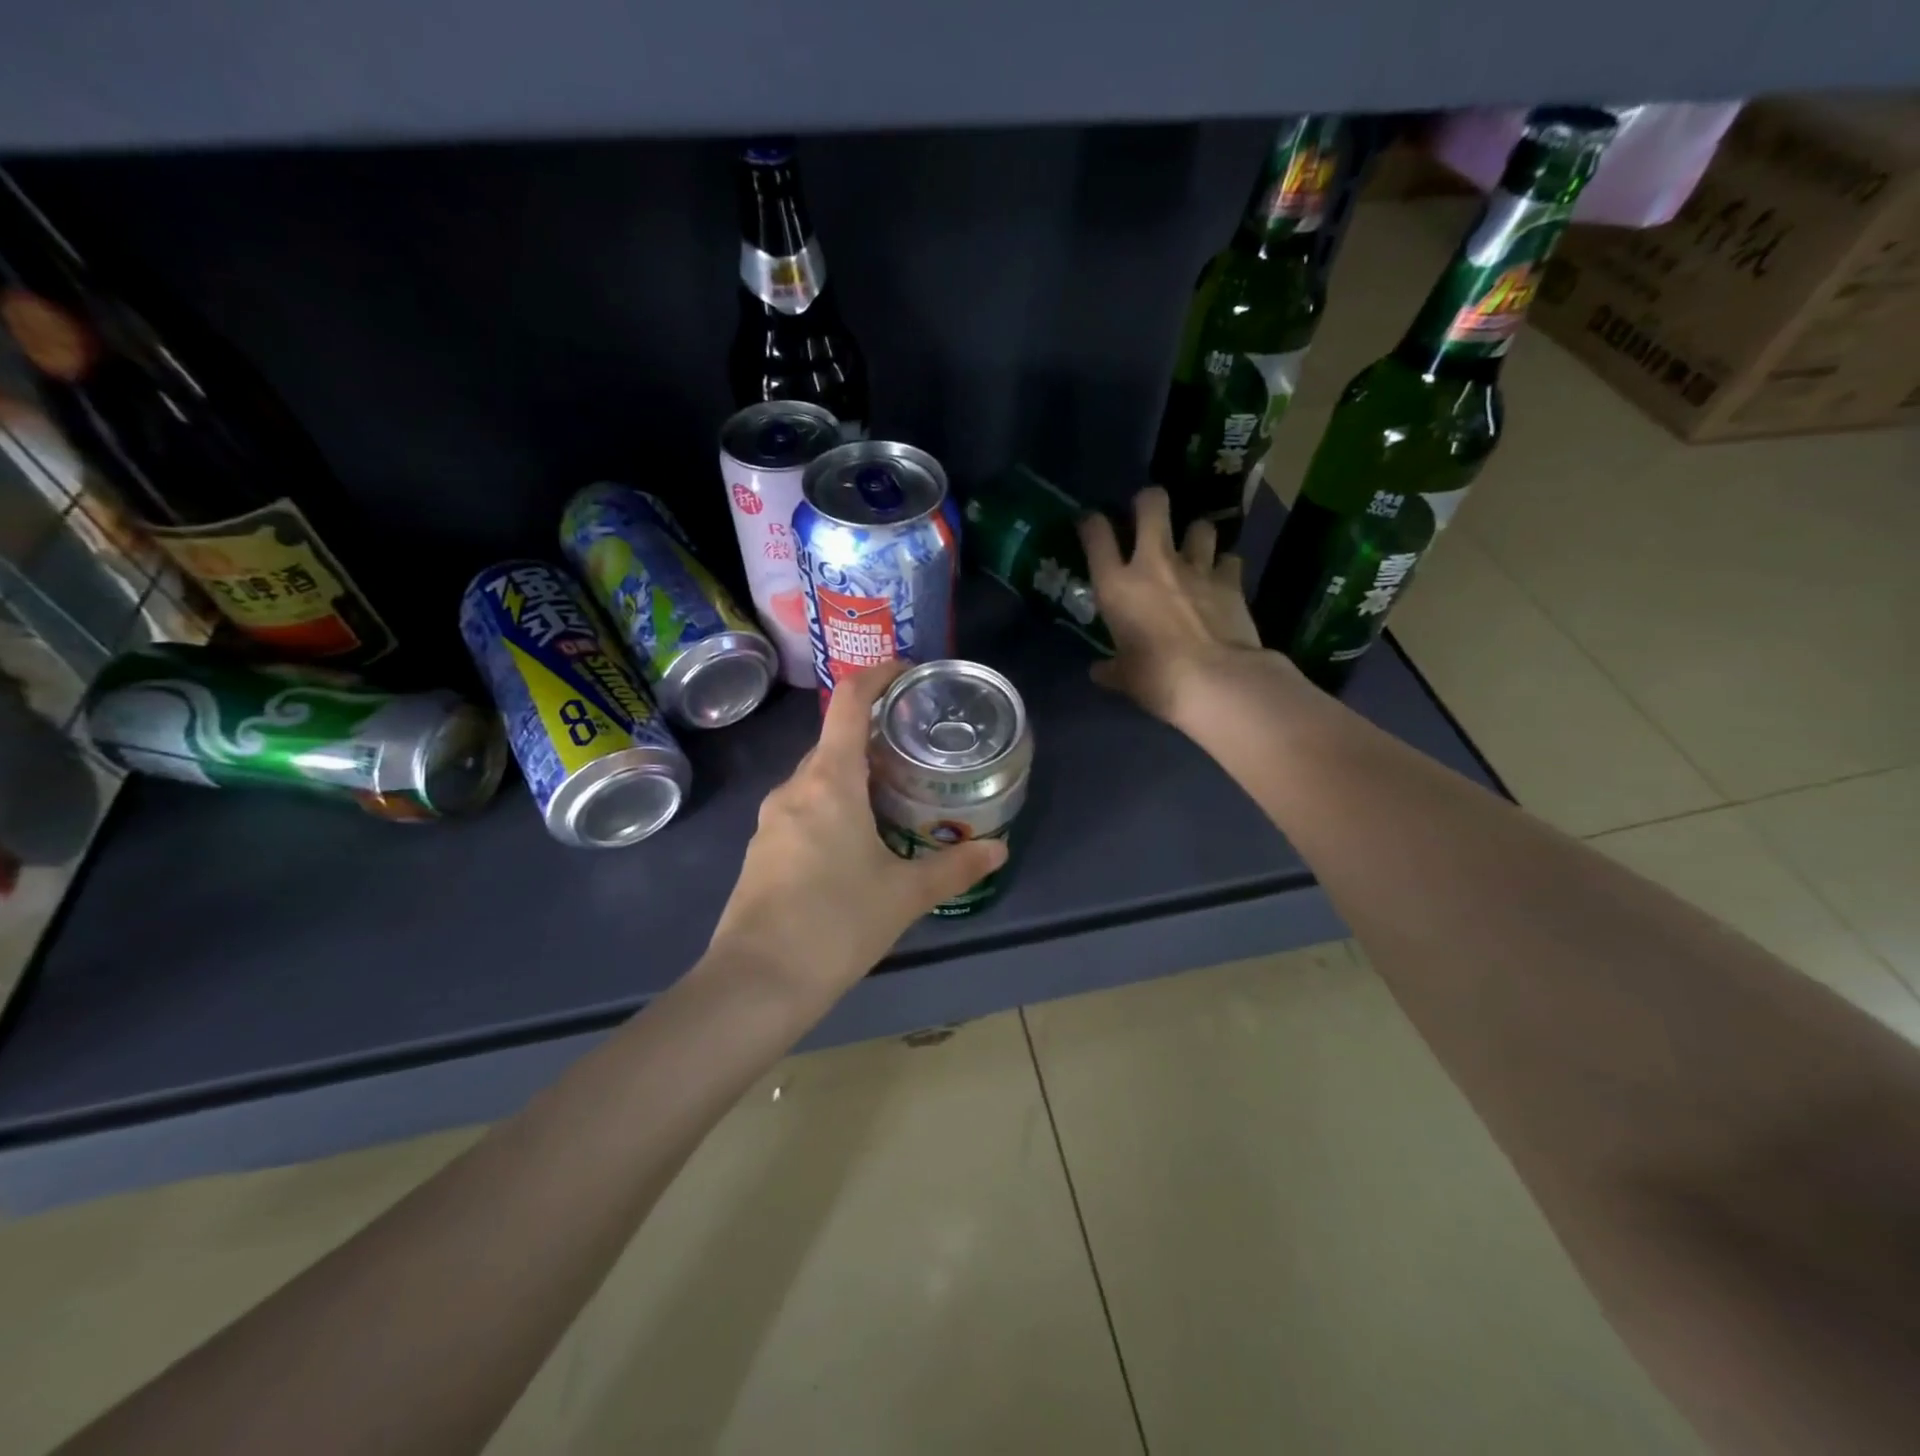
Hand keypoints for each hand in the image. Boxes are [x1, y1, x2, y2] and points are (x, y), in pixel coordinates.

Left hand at [706, 660, 1007, 1005]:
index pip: (849, 703)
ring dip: (853, 777)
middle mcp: (794, 789)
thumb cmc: (836, 923)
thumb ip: (954, 867)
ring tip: (894, 797)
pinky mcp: (762, 851)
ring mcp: (771, 820)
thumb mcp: (904, 894)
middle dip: (873, 738)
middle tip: (915, 752)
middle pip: (834, 742)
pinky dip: (832, 807)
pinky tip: (856, 844)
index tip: (906, 673)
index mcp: (829, 781)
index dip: (877, 676)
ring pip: (817, 780)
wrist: (756, 983)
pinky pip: (803, 810)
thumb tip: (998, 850)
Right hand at [1079, 487, 1277, 726]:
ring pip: (1199, 525)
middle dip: (1149, 502)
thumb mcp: (1125, 678)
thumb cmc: (1157, 679)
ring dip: (1195, 535)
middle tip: (1148, 514)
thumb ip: (1111, 669)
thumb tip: (1100, 671)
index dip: (1091, 523)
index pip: (1096, 535)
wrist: (1217, 681)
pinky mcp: (1231, 579)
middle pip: (1152, 505)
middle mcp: (1154, 564)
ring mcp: (1196, 567)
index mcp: (1117, 586)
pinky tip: (1223, 579)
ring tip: (1194, 549)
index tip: (1090, 524)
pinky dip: (1225, 566)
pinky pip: (1229, 559)